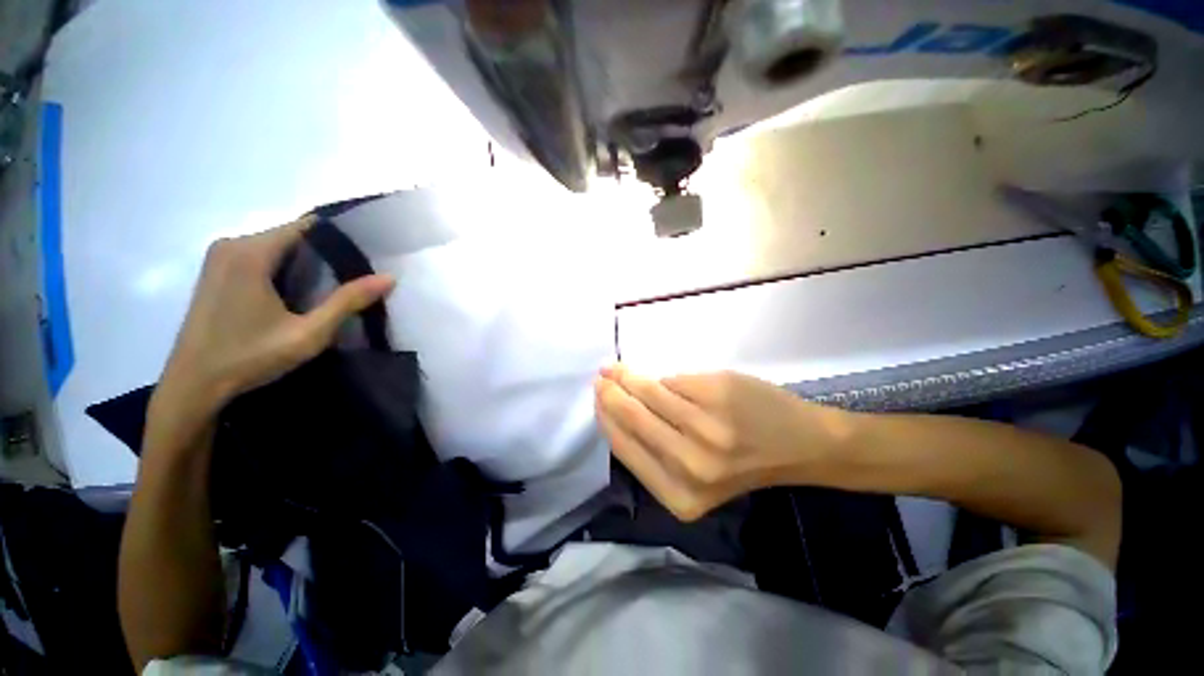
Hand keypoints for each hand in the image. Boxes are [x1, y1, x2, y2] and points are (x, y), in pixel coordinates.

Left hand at [158, 216, 394, 410]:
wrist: (193, 385)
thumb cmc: (249, 357)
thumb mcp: (308, 333)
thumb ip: (347, 302)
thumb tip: (389, 277)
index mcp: (250, 252)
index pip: (305, 226)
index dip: (340, 237)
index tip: (368, 254)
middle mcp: (232, 245)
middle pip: (292, 235)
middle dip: (326, 252)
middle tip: (359, 275)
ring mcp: (221, 257)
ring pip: (278, 247)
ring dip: (307, 262)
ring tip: (338, 284)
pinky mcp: (217, 272)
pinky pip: (262, 257)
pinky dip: (286, 268)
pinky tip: (302, 292)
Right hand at [594, 365, 851, 520]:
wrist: (800, 445)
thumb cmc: (742, 462)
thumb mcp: (694, 475)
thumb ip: (654, 450)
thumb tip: (618, 410)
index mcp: (679, 495)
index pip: (625, 447)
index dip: (606, 418)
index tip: (597, 398)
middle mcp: (689, 465)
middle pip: (633, 417)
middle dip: (611, 393)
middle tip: (601, 376)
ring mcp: (705, 428)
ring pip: (650, 393)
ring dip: (629, 377)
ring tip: (617, 368)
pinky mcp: (717, 395)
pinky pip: (674, 381)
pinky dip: (662, 377)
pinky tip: (654, 376)